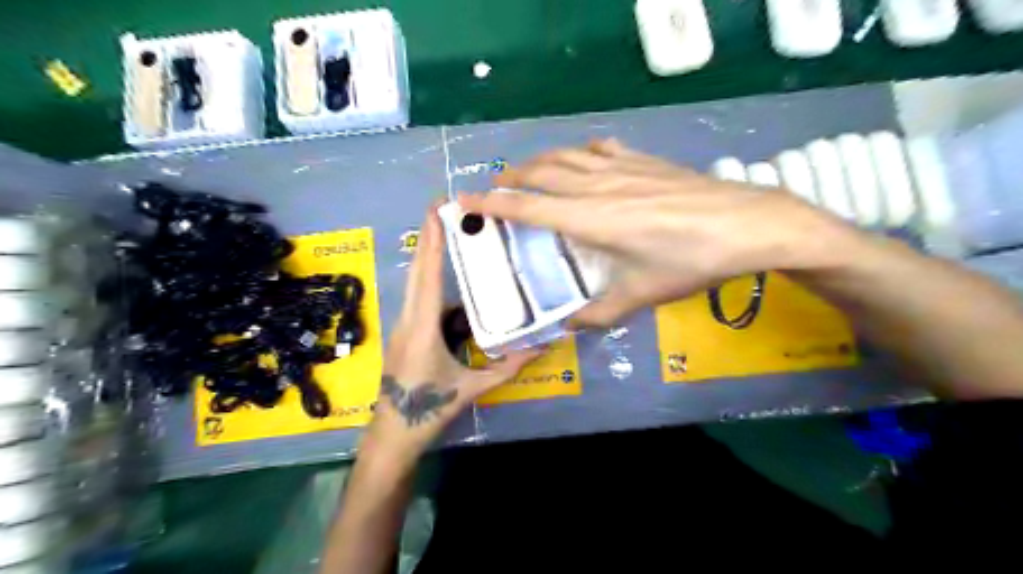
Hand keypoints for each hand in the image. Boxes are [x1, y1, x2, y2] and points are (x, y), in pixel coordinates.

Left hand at [367, 205, 542, 467]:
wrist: (392, 433)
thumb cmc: (428, 409)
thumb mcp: (471, 388)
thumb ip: (507, 367)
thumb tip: (542, 347)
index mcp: (422, 328)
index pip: (427, 276)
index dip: (432, 242)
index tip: (435, 211)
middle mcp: (408, 318)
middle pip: (417, 270)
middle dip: (427, 236)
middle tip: (441, 206)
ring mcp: (404, 324)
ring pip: (415, 282)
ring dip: (428, 254)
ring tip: (446, 231)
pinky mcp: (406, 331)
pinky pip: (419, 297)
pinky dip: (430, 277)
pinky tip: (447, 274)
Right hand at [458, 137, 856, 327]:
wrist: (746, 225)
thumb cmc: (689, 262)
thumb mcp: (642, 295)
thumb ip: (600, 314)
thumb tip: (570, 327)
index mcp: (589, 219)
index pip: (527, 206)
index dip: (491, 202)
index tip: (464, 199)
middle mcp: (597, 186)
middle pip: (541, 172)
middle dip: (511, 178)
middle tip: (494, 188)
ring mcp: (622, 167)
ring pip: (567, 156)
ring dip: (540, 161)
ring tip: (527, 172)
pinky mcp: (645, 160)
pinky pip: (602, 149)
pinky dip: (582, 152)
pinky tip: (584, 158)